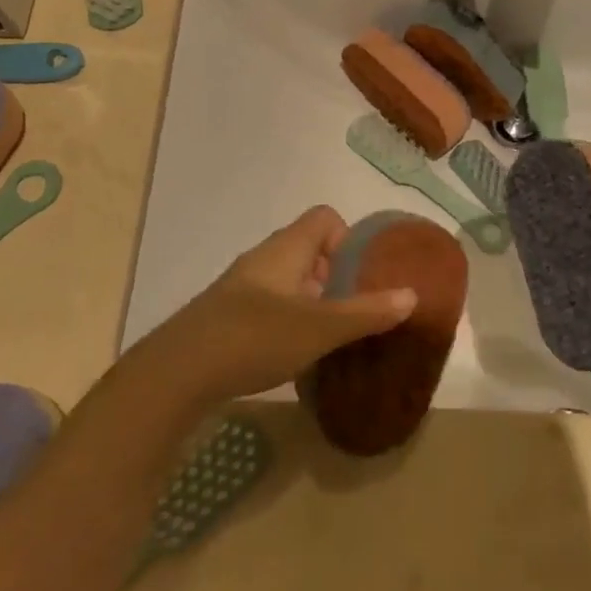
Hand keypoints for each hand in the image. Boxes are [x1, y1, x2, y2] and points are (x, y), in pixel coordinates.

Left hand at [147, 206, 416, 404]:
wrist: (178, 372)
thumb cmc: (255, 337)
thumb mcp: (320, 327)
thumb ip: (366, 312)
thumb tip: (411, 294)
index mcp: (286, 249)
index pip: (324, 218)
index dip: (349, 239)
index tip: (362, 276)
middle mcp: (264, 259)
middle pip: (309, 250)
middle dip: (337, 276)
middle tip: (354, 311)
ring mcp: (242, 288)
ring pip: (290, 281)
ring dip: (314, 301)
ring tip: (330, 336)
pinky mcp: (228, 316)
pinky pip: (271, 305)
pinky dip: (290, 321)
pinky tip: (295, 354)